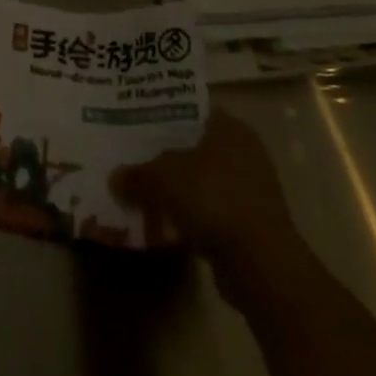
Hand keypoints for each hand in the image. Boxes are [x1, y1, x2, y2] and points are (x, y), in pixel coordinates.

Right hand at [113, 105, 304, 299]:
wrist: (260, 265)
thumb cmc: (212, 199)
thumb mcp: (162, 178)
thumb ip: (136, 174)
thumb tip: (115, 178)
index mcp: (229, 127)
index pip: (189, 110)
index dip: (160, 115)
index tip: (133, 121)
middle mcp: (244, 152)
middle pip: (194, 146)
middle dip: (165, 155)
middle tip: (132, 156)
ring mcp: (251, 190)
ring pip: (202, 180)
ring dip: (177, 189)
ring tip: (143, 192)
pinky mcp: (251, 225)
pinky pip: (211, 211)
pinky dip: (190, 216)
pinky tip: (164, 223)